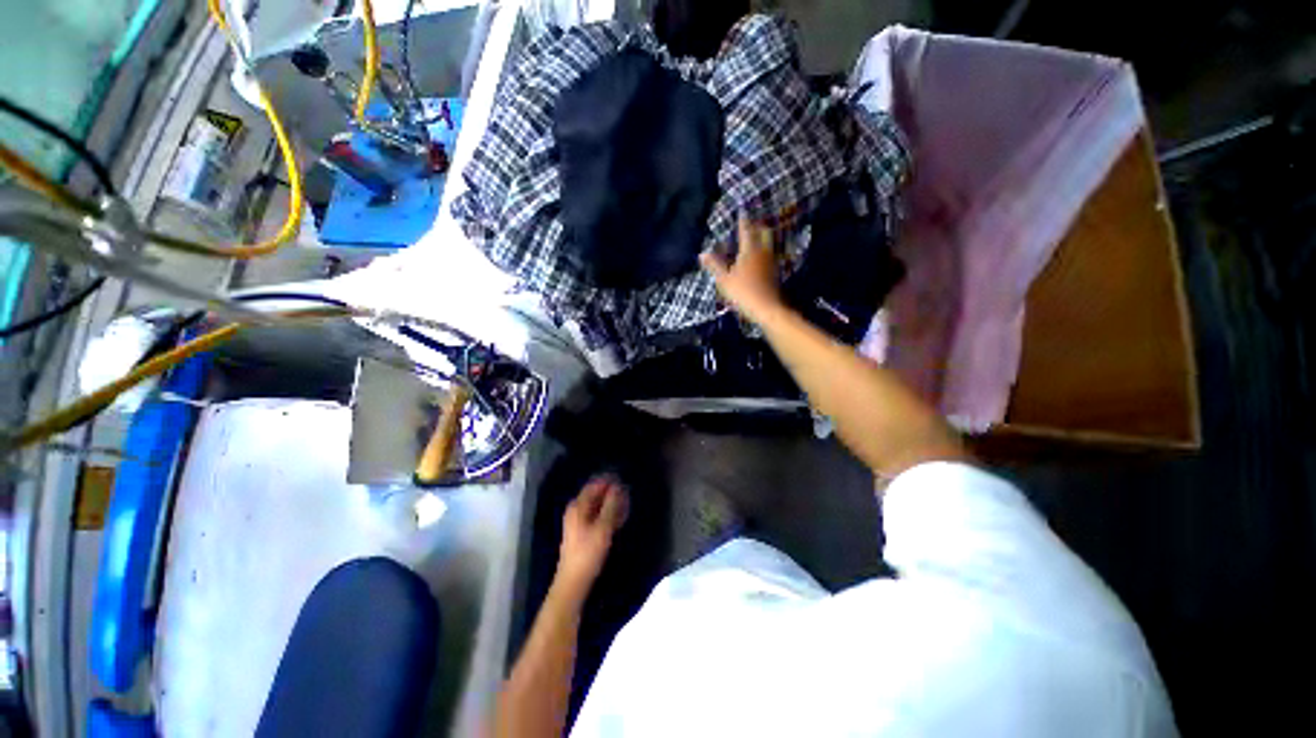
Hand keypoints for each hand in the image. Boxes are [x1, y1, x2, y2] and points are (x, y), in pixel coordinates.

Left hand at [555, 476, 628, 599]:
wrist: (573, 582)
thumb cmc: (588, 553)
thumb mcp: (603, 527)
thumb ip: (611, 505)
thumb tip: (619, 486)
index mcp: (578, 506)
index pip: (595, 485)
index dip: (609, 481)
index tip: (625, 481)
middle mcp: (577, 510)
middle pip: (597, 495)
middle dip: (612, 493)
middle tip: (629, 495)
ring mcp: (579, 522)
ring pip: (599, 507)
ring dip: (612, 505)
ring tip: (627, 506)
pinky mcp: (584, 533)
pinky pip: (598, 517)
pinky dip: (609, 515)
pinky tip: (620, 519)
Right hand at [700, 217, 783, 323]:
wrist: (766, 308)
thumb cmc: (743, 292)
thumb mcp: (724, 280)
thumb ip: (714, 265)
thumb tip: (702, 253)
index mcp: (749, 250)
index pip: (746, 231)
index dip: (743, 221)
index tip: (742, 211)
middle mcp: (762, 252)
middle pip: (764, 233)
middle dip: (757, 226)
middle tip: (751, 223)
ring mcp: (770, 262)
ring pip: (768, 244)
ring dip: (762, 238)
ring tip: (755, 238)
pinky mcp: (774, 273)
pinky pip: (769, 255)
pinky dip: (764, 252)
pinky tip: (760, 257)